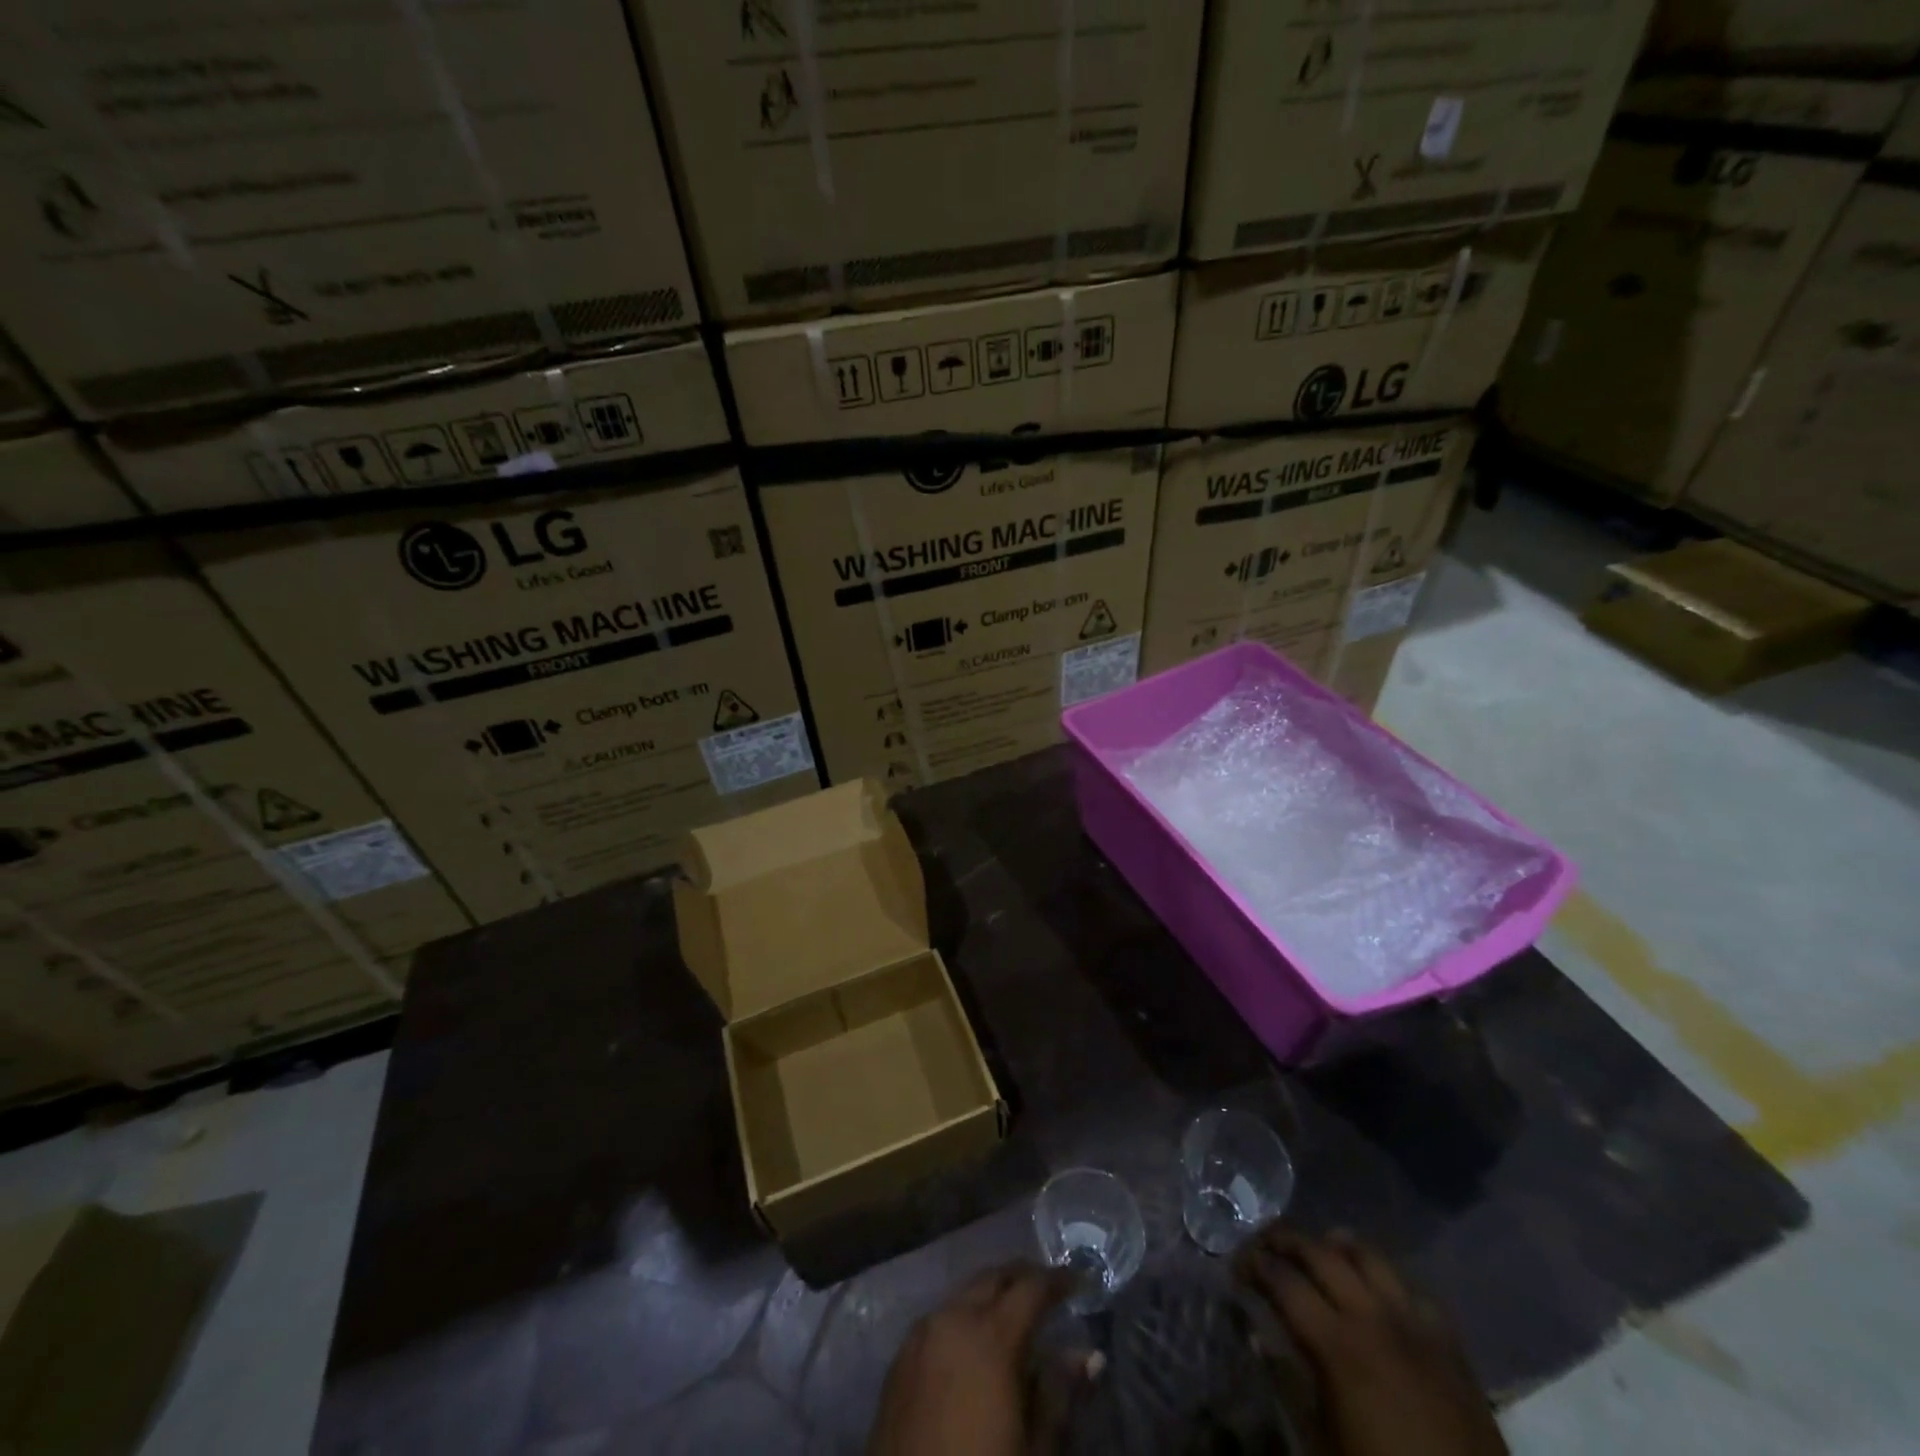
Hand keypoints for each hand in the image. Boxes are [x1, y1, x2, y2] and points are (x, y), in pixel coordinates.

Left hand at [868, 1262, 1072, 1455]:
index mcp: (991, 1335)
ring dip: (991, 1297)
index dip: (1059, 1280)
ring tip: (1014, 1319)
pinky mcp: (899, 1360)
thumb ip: (1060, 1395)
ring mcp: (920, 1336)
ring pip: (963, 1295)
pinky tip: (974, 1348)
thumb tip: (1089, 1355)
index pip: (1031, 1287)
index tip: (1080, 1281)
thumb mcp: (1035, 1451)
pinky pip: (939, 1320)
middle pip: (993, 1278)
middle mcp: (952, 1318)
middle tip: (1048, 1292)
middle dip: (1023, 1278)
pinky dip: (963, 1319)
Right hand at [1237, 1229, 1507, 1455]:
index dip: (1253, 1263)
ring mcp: (1415, 1325)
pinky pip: (1413, 1288)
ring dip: (1335, 1246)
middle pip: (1320, 1253)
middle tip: (1264, 1245)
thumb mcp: (1320, 1441)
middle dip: (1284, 1240)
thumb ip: (1287, 1380)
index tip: (1236, 1264)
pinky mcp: (1449, 1343)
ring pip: (1368, 1255)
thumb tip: (1256, 1332)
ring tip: (1318, 1250)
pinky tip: (1373, 1287)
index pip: (1282, 1279)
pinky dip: (1384, 1277)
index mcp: (1337, 1345)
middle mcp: (1374, 1318)